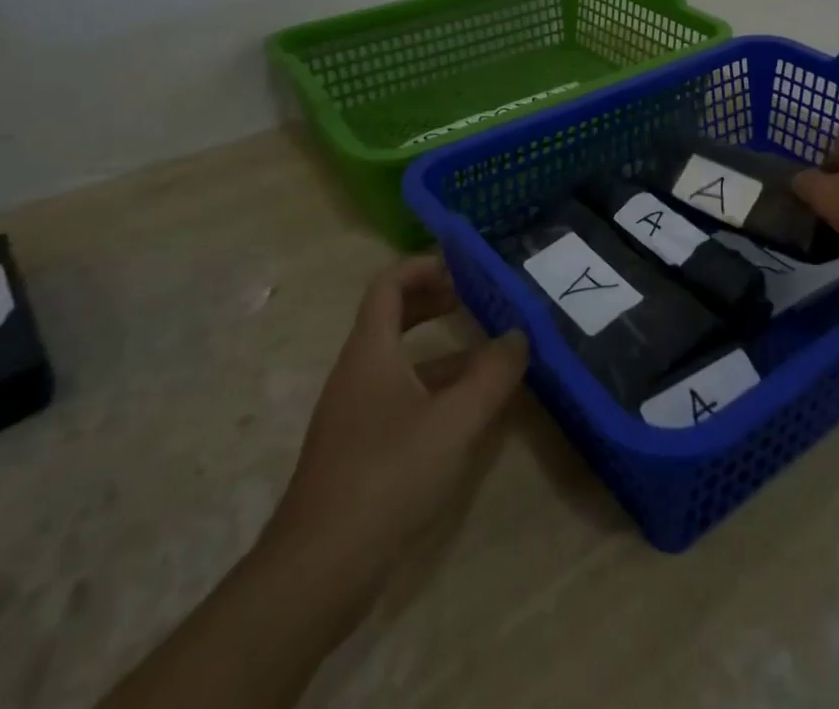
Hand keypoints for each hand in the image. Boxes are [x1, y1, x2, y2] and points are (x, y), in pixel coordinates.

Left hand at [258, 255, 526, 628]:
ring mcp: (355, 414)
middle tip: (477, 299)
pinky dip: (434, 389)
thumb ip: (492, 375)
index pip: (389, 284)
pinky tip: (466, 412)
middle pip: (393, 317)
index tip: (463, 267)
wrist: (318, 571)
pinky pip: (400, 398)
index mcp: (370, 351)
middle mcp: (357, 372)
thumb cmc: (387, 476)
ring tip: (488, 356)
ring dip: (442, 351)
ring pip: (401, 362)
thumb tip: (519, 335)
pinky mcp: (359, 450)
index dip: (424, 266)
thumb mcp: (454, 421)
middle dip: (435, 301)